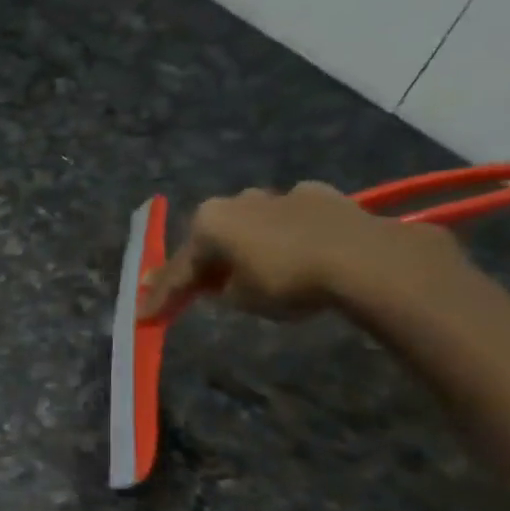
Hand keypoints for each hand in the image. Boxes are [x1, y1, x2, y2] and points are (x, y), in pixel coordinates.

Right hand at [137, 181, 466, 321]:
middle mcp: (236, 201)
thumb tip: (222, 285)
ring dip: (244, 246)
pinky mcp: (319, 195)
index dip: (162, 296)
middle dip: (204, 263)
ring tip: (247, 269)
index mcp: (208, 223)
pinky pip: (289, 220)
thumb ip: (222, 290)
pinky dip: (284, 235)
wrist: (363, 258)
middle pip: (212, 239)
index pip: (179, 268)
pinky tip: (294, 250)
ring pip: (250, 225)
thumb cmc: (286, 280)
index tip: (146, 316)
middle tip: (194, 288)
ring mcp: (279, 194)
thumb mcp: (241, 298)